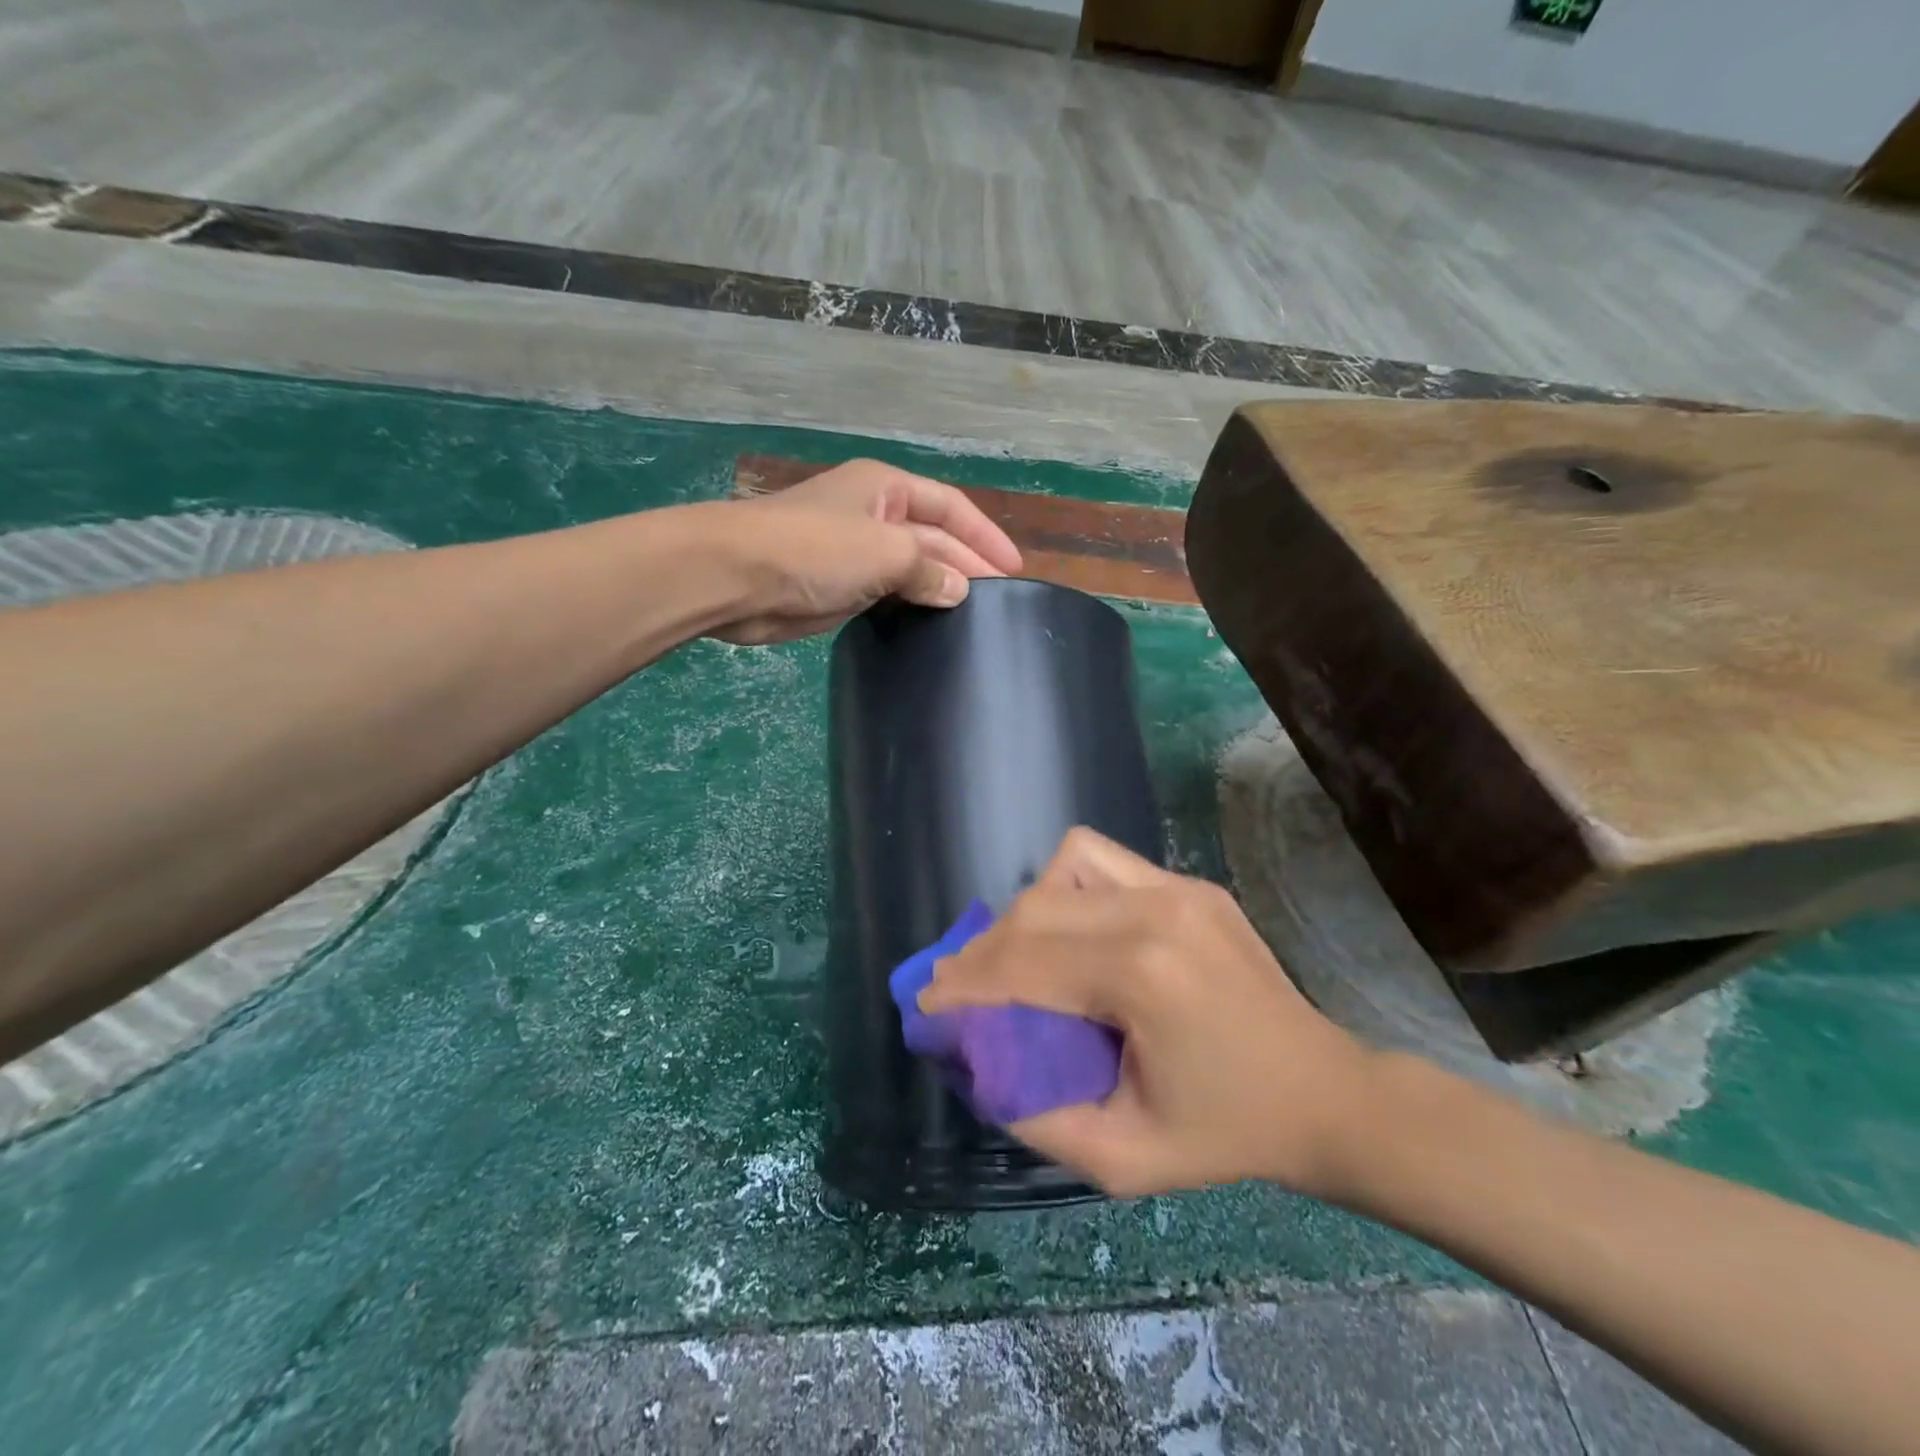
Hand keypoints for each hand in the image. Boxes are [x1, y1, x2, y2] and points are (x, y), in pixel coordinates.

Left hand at [709, 460, 1022, 644]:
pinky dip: (911, 606)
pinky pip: (887, 595)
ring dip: (940, 588)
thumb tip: (959, 590)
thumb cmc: (814, 549)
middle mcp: (874, 515)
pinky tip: (932, 626)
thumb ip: (929, 568)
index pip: (951, 507)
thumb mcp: (885, 551)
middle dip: (967, 565)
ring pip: (911, 569)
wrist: (736, 578)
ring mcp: (855, 553)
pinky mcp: (839, 588)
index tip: (1015, 571)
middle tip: (1000, 603)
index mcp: (887, 489)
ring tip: (975, 618)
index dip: (985, 536)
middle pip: (934, 538)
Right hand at [919, 828, 1374, 1199]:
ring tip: (1017, 958)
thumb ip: (1035, 1115)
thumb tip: (975, 1065)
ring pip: (1062, 867)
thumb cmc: (1226, 1134)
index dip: (965, 984)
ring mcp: (1176, 886)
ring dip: (1024, 912)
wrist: (1324, 1094)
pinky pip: (1101, 861)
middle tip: (958, 987)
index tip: (928, 1004)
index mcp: (1142, 976)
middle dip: (982, 950)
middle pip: (1033, 909)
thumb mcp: (1123, 1158)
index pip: (1023, 963)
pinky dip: (1065, 887)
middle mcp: (1155, 910)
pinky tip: (1071, 931)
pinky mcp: (1188, 882)